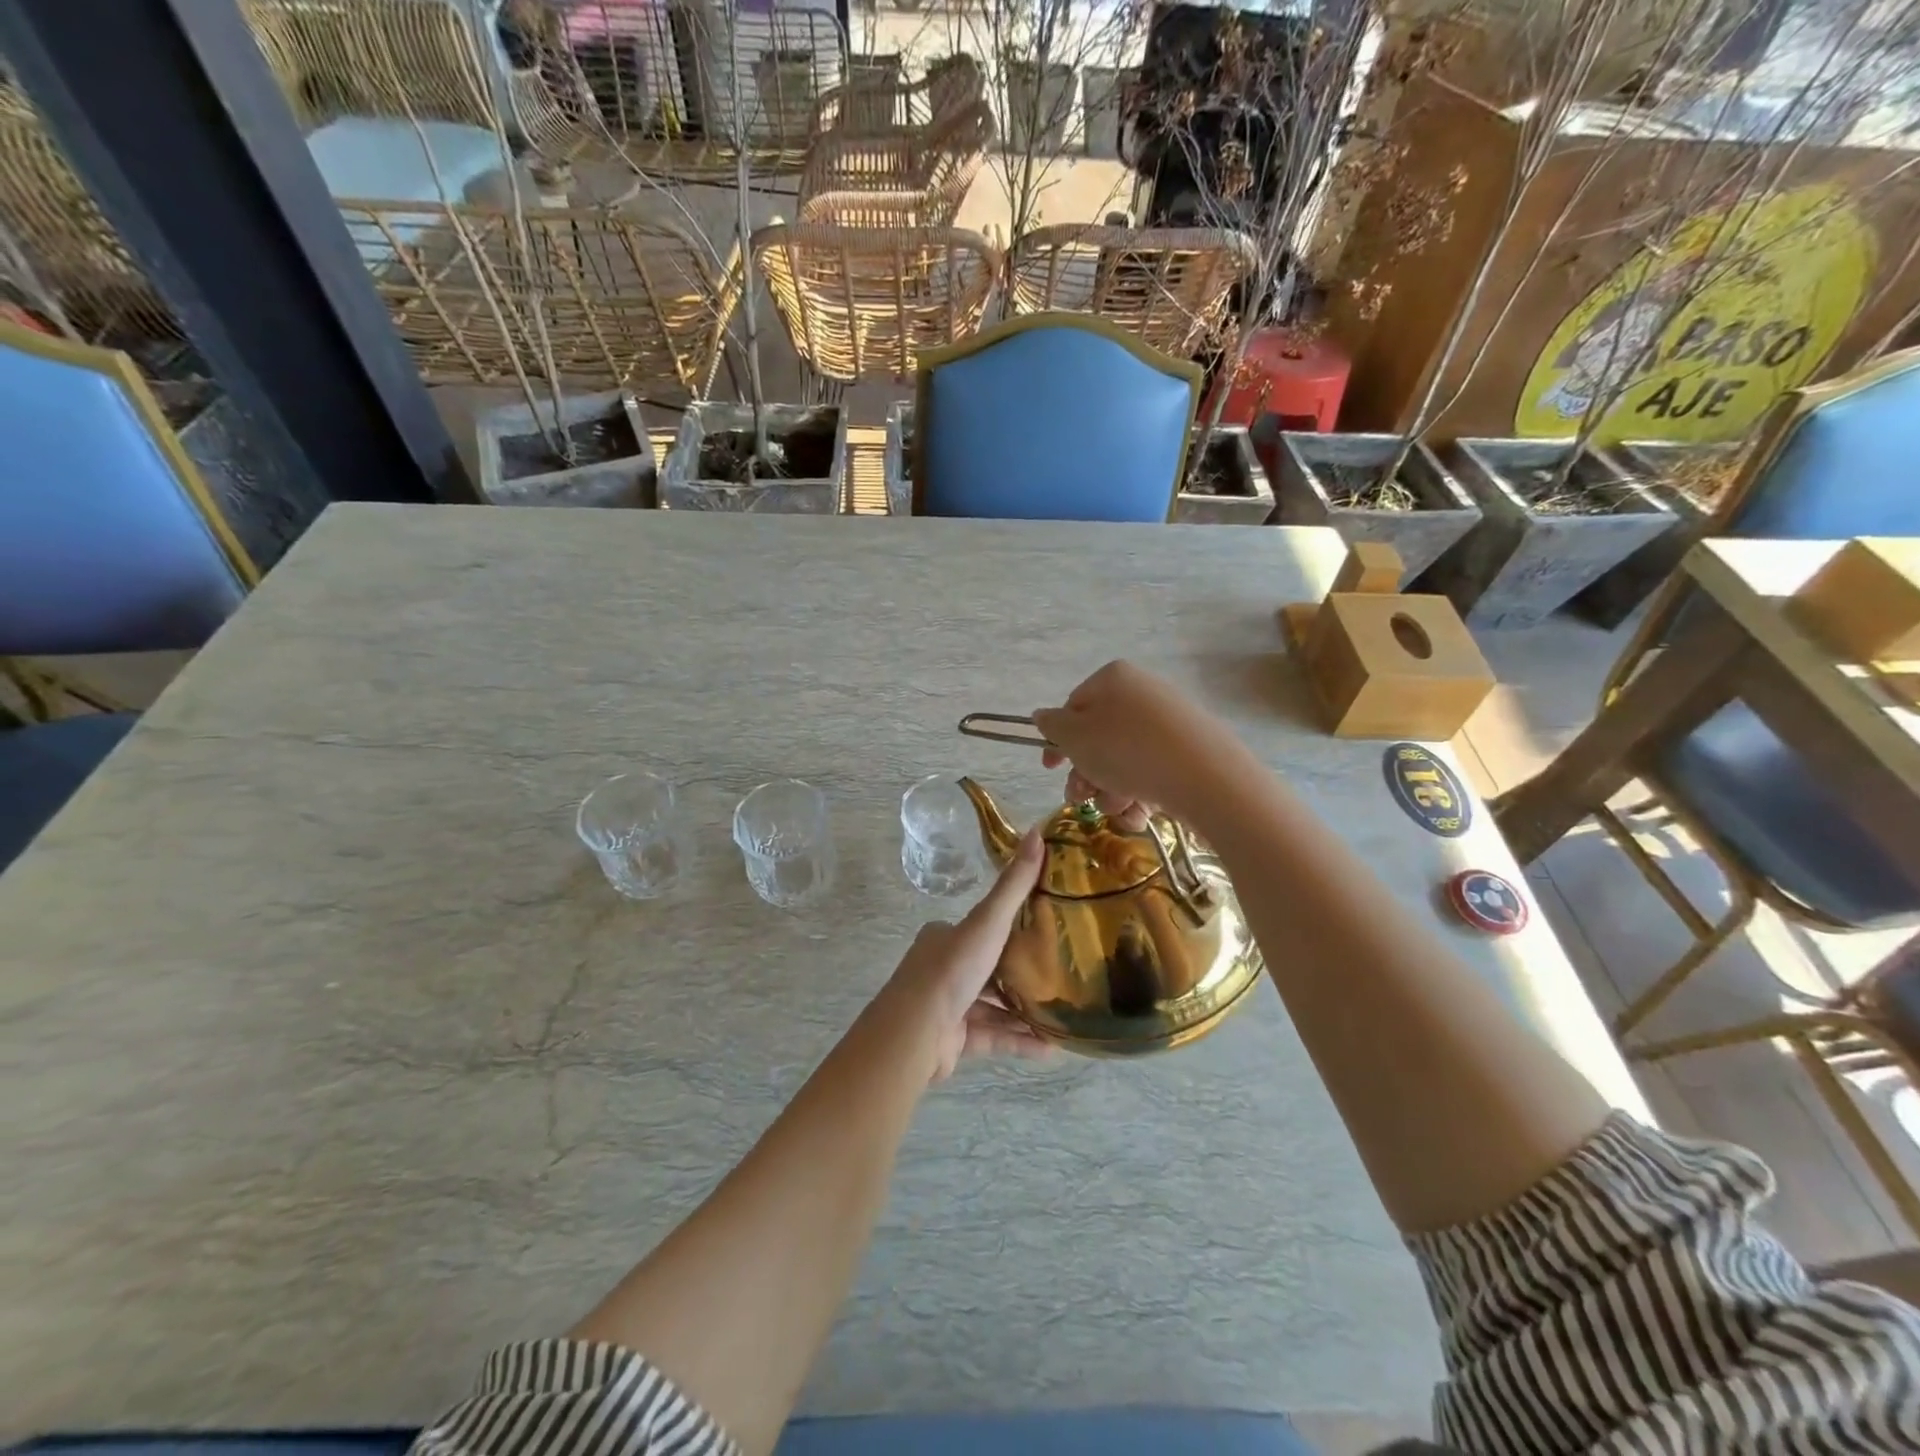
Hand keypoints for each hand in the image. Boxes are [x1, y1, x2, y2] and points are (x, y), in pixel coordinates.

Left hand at [881, 828, 1051, 1082]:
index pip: (982, 927)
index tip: (1045, 930)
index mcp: (945, 937)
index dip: (1010, 928)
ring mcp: (948, 1006)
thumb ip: (1014, 884)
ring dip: (1025, 1011)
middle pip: (989, 967)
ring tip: (1063, 1014)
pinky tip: (1051, 1048)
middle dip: (1021, 972)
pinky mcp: (955, 1040)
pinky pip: (994, 1037)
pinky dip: (1019, 1041)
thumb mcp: (988, 920)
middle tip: (1060, 974)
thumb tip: (1039, 833)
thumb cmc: (953, 968)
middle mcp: (943, 968)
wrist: (916, 1030)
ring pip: (993, 1006)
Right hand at [1031, 661, 1240, 825]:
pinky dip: (1142, 791)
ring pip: (1124, 758)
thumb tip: (1043, 716)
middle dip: (1087, 773)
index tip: (1052, 769)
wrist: (1205, 775)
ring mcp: (1170, 719)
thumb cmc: (1126, 750)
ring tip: (1120, 806)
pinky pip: (1153, 768)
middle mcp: (1142, 691)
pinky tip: (1143, 810)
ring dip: (1111, 788)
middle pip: (1099, 737)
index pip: (1073, 707)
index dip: (1059, 741)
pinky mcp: (1191, 747)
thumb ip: (1052, 726)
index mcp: (1112, 678)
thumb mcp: (1075, 739)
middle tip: (1083, 797)